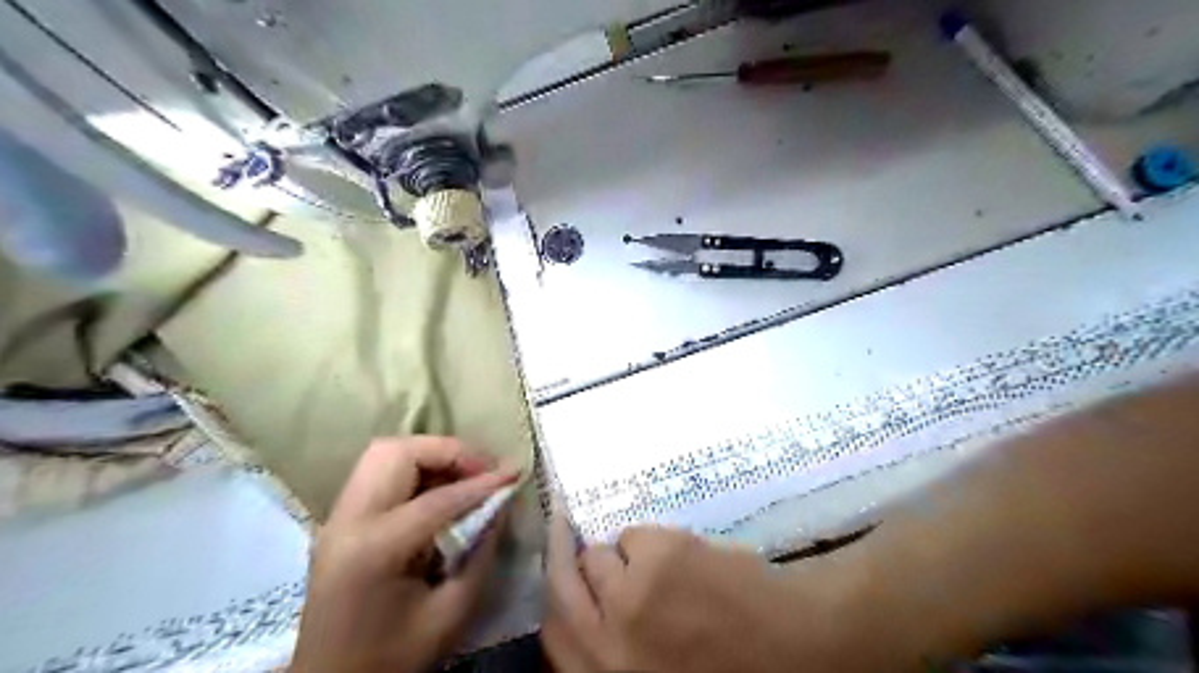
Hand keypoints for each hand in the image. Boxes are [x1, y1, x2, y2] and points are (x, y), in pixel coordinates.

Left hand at [292, 437, 516, 672]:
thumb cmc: (393, 658)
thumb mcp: (451, 613)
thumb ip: (481, 552)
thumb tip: (501, 503)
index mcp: (374, 550)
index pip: (437, 498)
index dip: (482, 482)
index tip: (515, 473)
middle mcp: (347, 522)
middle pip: (396, 452)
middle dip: (447, 452)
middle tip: (482, 470)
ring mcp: (336, 519)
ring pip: (383, 454)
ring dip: (429, 455)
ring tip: (464, 476)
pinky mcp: (338, 522)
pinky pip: (378, 474)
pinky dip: (414, 469)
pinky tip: (439, 491)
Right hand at [539, 510, 877, 671]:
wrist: (801, 648)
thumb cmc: (730, 667)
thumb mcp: (656, 668)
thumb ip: (617, 647)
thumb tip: (589, 602)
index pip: (552, 638)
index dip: (552, 602)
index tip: (555, 576)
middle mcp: (607, 648)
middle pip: (559, 588)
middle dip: (560, 554)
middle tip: (560, 523)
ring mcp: (629, 599)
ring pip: (598, 556)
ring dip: (623, 556)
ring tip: (663, 565)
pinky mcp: (657, 559)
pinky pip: (634, 535)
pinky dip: (654, 542)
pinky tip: (688, 559)